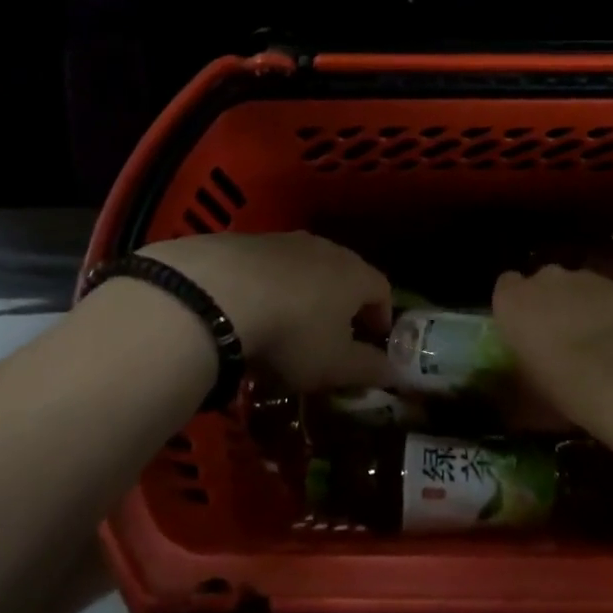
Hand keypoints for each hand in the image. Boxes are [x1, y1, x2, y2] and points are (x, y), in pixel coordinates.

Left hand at [138, 232, 391, 393]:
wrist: (218, 294)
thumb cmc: (292, 334)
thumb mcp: (334, 365)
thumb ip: (368, 369)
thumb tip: (394, 372)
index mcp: (355, 274)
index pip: (382, 289)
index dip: (382, 315)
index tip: (374, 339)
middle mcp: (325, 249)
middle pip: (344, 273)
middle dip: (343, 302)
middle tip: (332, 333)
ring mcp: (283, 240)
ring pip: (305, 267)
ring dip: (303, 292)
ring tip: (287, 323)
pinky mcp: (244, 241)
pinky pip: (267, 266)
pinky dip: (267, 286)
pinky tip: (249, 310)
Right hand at [493, 266, 612, 419]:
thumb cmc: (557, 385)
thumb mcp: (523, 388)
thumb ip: (516, 372)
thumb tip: (519, 380)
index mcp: (512, 299)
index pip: (506, 285)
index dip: (518, 305)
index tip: (526, 327)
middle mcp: (546, 278)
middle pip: (545, 282)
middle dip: (552, 302)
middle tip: (562, 337)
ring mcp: (586, 278)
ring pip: (581, 286)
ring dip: (584, 306)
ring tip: (598, 343)